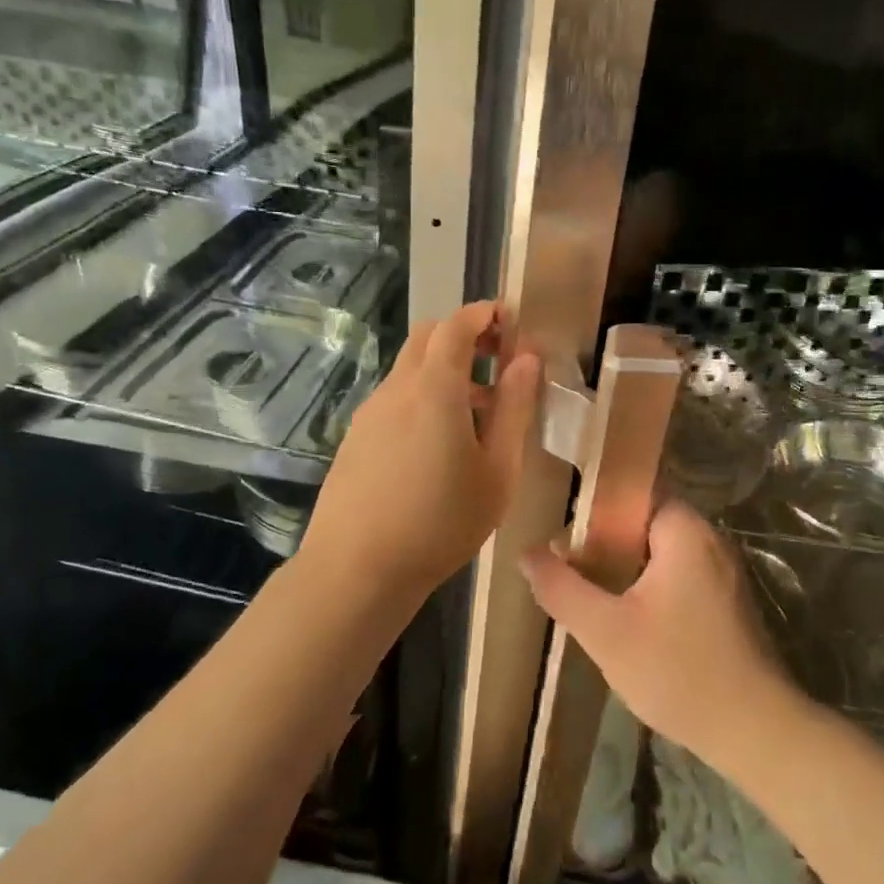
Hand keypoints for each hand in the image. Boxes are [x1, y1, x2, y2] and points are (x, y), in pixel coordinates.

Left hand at [301, 301, 541, 604]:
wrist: (357, 569)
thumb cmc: (441, 523)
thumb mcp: (498, 471)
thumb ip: (515, 409)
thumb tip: (527, 360)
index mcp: (435, 388)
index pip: (458, 325)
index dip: (486, 314)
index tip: (513, 322)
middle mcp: (397, 388)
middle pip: (429, 337)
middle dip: (466, 335)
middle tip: (499, 361)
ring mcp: (370, 412)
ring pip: (410, 368)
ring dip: (445, 370)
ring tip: (478, 413)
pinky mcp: (356, 437)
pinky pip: (395, 398)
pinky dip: (423, 396)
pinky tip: (439, 444)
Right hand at [519, 502, 801, 770]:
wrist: (755, 731)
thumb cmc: (677, 671)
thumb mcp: (605, 631)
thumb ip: (562, 588)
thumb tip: (527, 554)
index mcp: (685, 532)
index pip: (635, 494)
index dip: (595, 509)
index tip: (564, 535)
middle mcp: (711, 541)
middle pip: (646, 524)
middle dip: (605, 542)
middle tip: (569, 566)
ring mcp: (724, 573)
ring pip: (662, 554)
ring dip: (626, 569)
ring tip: (589, 591)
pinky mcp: (728, 603)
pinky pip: (680, 577)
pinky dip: (650, 587)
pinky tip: (627, 617)